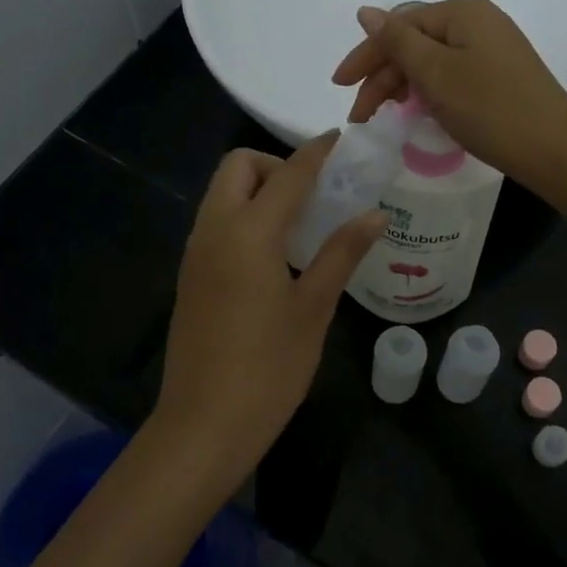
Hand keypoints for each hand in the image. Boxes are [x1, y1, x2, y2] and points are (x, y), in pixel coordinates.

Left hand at [148, 135, 385, 497]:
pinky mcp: (191, 275)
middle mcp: (214, 230)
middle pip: (238, 168)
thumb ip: (341, 253)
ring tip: (303, 223)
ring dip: (259, 190)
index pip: (288, 174)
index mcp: (248, 233)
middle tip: (315, 196)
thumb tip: (374, 214)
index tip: (341, 141)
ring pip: (223, 194)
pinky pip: (217, 223)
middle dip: (276, 165)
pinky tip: (276, 254)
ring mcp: (196, 253)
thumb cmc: (268, 369)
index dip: (317, 153)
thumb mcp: (314, 309)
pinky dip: (245, 216)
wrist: (203, 425)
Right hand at [331, 0, 566, 193]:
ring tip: (384, 117)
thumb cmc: (491, 108)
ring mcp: (491, 49)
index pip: (400, 26)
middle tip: (360, 116)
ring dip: (402, 86)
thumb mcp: (436, 74)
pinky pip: (451, 75)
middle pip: (414, 43)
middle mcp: (478, 22)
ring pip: (431, 62)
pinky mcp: (499, 76)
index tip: (339, 87)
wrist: (555, 149)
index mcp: (462, 12)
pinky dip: (428, 92)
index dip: (366, 55)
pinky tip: (418, 112)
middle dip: (382, 76)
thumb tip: (366, 11)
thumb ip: (398, 41)